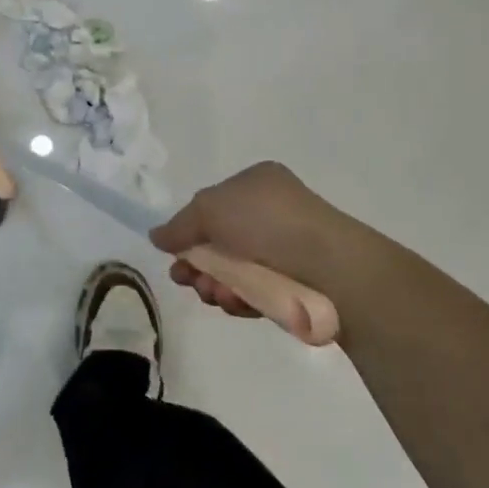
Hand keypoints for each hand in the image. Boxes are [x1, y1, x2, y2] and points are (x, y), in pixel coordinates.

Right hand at [151, 162, 356, 318]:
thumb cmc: (266, 222)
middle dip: (198, 263)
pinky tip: (235, 304)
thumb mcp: (209, 209)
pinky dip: (241, 299)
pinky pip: (257, 291)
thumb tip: (156, 236)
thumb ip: (178, 225)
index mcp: (256, 183)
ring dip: (215, 284)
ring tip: (213, 295)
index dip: (190, 229)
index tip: (174, 253)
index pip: (213, 204)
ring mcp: (287, 249)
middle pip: (220, 241)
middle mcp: (272, 212)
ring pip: (236, 271)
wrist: (332, 268)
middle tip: (186, 279)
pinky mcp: (297, 285)